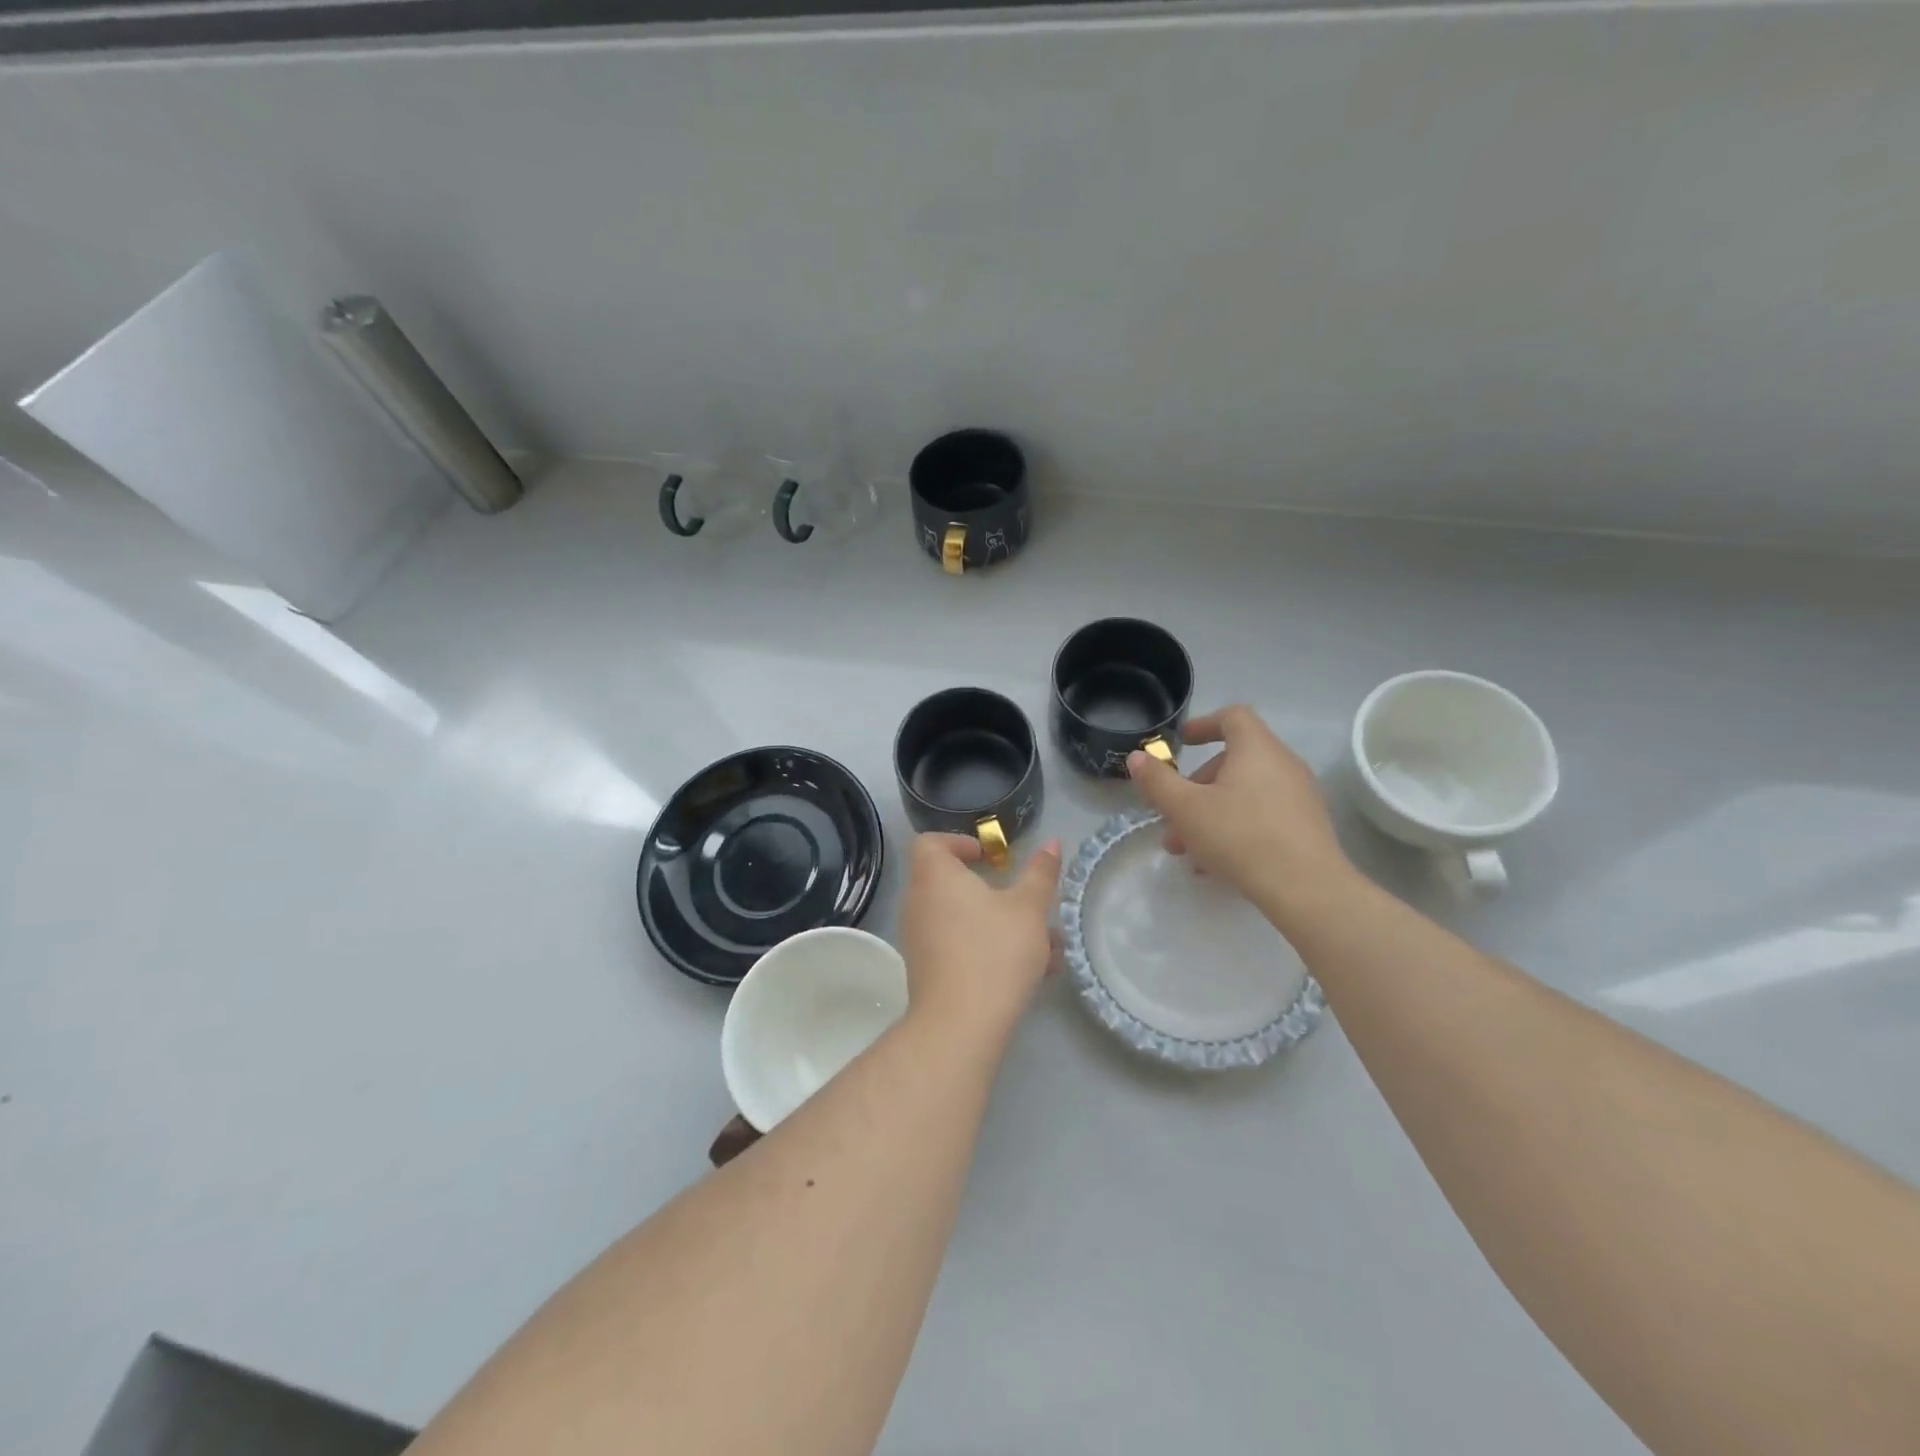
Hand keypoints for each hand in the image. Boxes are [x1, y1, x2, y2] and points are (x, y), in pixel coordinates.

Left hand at [897, 832, 1060, 1044]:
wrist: (960, 1025)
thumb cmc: (994, 952)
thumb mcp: (1029, 909)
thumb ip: (1040, 874)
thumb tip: (1051, 843)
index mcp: (935, 876)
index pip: (931, 842)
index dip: (959, 843)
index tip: (991, 858)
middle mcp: (919, 902)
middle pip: (950, 882)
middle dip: (993, 891)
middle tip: (1025, 901)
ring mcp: (919, 939)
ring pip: (962, 919)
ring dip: (1001, 925)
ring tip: (1046, 945)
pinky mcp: (926, 970)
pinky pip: (958, 946)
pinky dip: (989, 949)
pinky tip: (1032, 972)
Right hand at [1126, 705, 1352, 923]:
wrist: (1306, 888)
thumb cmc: (1240, 836)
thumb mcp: (1185, 809)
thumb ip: (1158, 781)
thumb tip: (1137, 757)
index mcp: (1256, 749)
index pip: (1232, 717)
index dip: (1203, 724)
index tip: (1182, 743)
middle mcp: (1283, 764)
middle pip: (1233, 761)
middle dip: (1196, 786)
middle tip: (1173, 816)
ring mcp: (1299, 796)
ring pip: (1245, 793)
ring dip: (1210, 813)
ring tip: (1187, 850)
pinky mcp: (1307, 826)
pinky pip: (1263, 815)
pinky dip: (1236, 826)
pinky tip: (1216, 863)